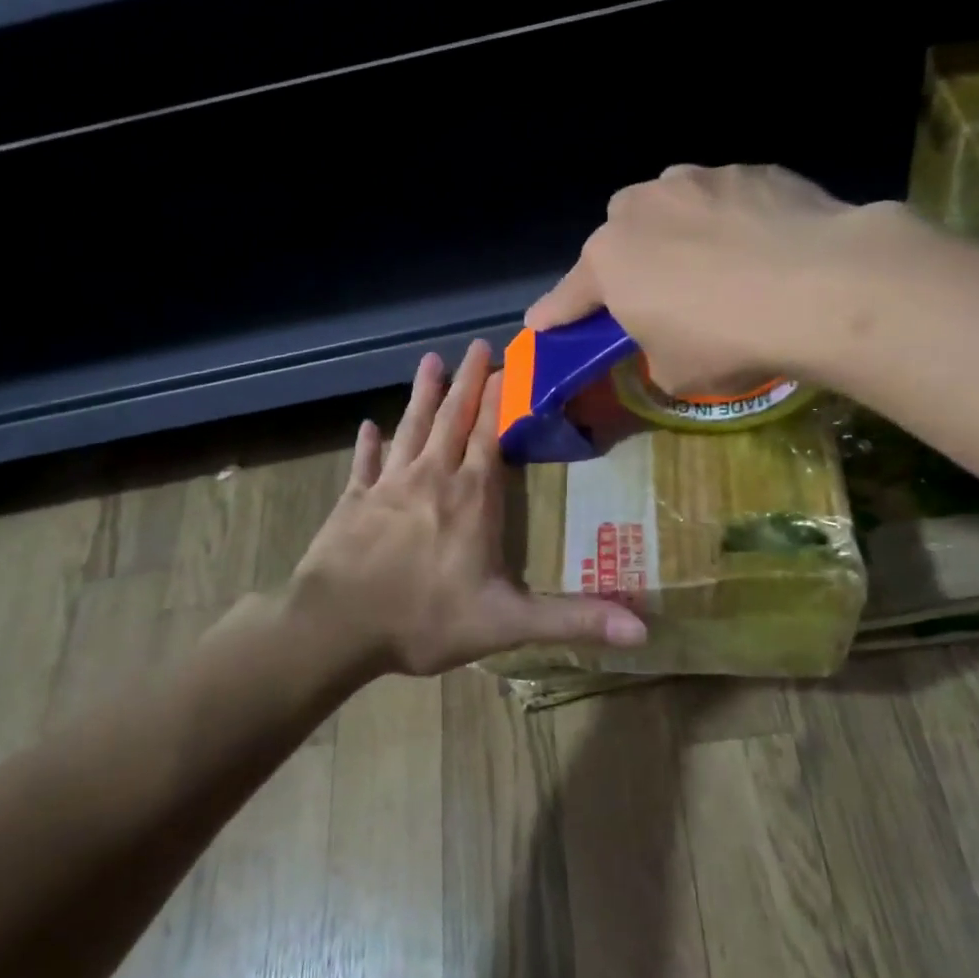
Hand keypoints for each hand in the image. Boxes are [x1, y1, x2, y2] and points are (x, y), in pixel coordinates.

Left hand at [288, 340, 647, 677]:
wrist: (334, 627)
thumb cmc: (424, 620)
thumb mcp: (508, 623)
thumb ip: (573, 620)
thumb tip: (644, 631)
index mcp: (471, 498)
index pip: (491, 435)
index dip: (501, 399)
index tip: (508, 364)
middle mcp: (431, 479)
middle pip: (452, 420)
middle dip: (468, 383)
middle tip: (476, 346)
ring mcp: (386, 486)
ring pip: (410, 429)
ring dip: (422, 396)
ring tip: (430, 362)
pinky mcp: (352, 502)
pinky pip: (363, 464)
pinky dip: (367, 445)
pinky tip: (367, 427)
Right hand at [526, 163, 909, 394]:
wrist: (820, 287)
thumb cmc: (727, 340)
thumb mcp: (675, 372)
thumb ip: (654, 350)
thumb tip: (667, 338)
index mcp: (610, 261)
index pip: (569, 295)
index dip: (555, 314)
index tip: (540, 324)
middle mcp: (642, 208)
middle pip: (620, 235)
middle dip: (629, 262)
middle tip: (657, 295)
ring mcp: (698, 180)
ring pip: (671, 206)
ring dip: (678, 233)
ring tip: (717, 267)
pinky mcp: (752, 169)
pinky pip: (725, 199)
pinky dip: (732, 222)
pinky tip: (761, 249)